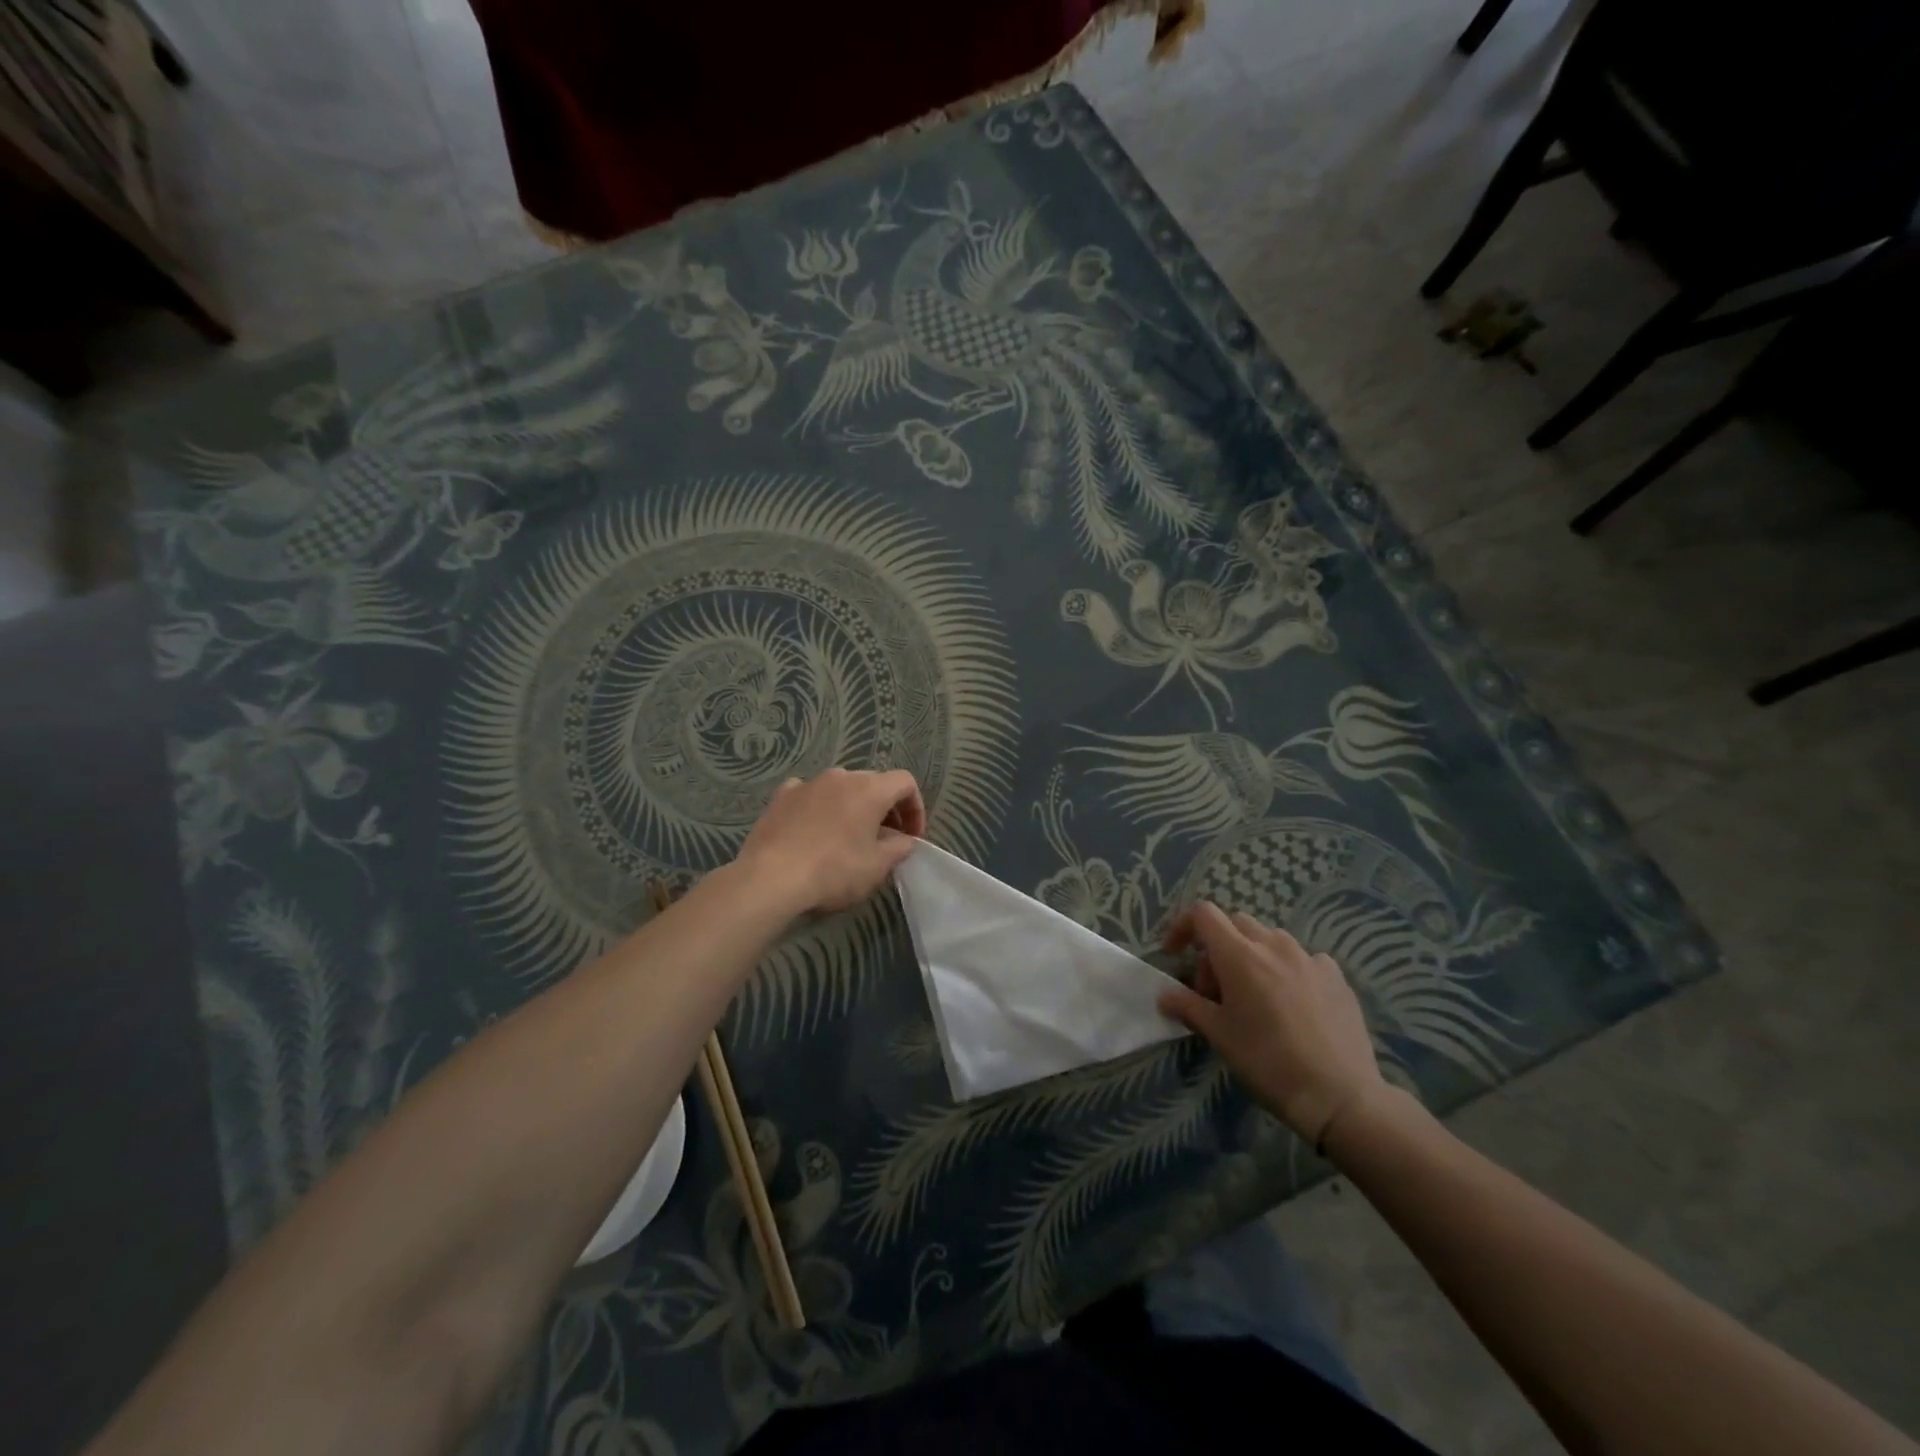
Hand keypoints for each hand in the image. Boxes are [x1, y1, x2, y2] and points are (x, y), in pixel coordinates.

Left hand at [733, 768, 925, 914]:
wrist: (771, 878)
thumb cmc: (834, 871)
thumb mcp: (877, 866)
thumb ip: (900, 848)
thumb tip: (906, 840)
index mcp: (870, 789)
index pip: (905, 783)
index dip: (915, 808)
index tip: (911, 837)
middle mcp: (841, 776)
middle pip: (874, 783)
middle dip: (886, 809)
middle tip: (886, 839)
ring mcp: (808, 783)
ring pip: (841, 788)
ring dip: (853, 807)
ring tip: (849, 837)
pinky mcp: (781, 796)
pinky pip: (810, 794)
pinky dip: (820, 807)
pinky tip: (814, 829)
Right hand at [1158, 902, 1387, 1148]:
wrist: (1339, 1096)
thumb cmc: (1268, 1062)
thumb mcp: (1219, 1035)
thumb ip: (1187, 1006)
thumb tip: (1164, 995)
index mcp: (1240, 955)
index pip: (1203, 914)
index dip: (1183, 927)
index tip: (1176, 955)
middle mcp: (1274, 945)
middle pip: (1236, 924)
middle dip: (1217, 948)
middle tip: (1216, 991)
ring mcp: (1310, 958)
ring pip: (1270, 940)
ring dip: (1253, 957)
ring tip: (1255, 997)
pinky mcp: (1336, 977)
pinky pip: (1303, 959)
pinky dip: (1287, 970)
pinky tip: (1293, 1004)